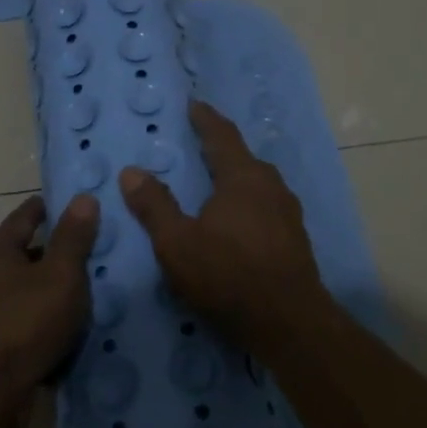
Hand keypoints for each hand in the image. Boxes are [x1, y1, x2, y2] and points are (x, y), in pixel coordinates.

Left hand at [0, 193, 98, 427]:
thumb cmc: (24, 324)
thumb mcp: (61, 275)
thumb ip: (74, 237)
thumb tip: (83, 198)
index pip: (28, 213)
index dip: (56, 208)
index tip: (84, 209)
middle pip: (23, 252)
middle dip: (55, 253)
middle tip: (94, 256)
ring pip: (21, 289)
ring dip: (47, 291)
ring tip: (85, 296)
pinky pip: (17, 320)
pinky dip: (37, 320)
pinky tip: (62, 331)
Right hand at [118, 100, 327, 348]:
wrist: (289, 322)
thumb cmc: (228, 275)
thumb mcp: (178, 243)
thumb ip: (155, 205)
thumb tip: (132, 171)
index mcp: (243, 177)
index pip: (221, 135)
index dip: (205, 119)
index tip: (194, 105)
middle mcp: (270, 185)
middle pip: (242, 158)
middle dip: (220, 149)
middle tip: (197, 146)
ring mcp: (288, 212)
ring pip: (257, 183)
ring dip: (235, 178)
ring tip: (214, 184)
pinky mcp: (294, 237)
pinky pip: (266, 206)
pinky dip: (247, 203)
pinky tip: (237, 221)